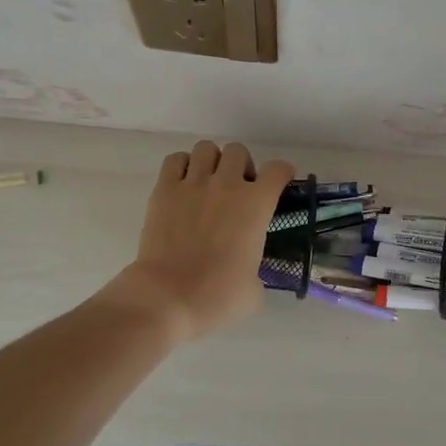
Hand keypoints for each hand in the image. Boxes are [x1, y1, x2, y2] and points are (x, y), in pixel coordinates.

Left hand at [100, 141, 294, 344]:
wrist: (167, 297)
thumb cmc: (217, 296)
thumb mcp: (254, 288)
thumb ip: (257, 269)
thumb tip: (248, 272)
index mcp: (256, 205)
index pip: (277, 170)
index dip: (281, 173)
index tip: (279, 183)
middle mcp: (227, 185)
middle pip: (238, 151)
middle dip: (242, 166)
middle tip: (238, 190)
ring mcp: (193, 184)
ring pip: (207, 148)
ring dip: (212, 162)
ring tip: (209, 183)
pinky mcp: (164, 190)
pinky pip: (175, 160)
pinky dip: (183, 166)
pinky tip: (183, 185)